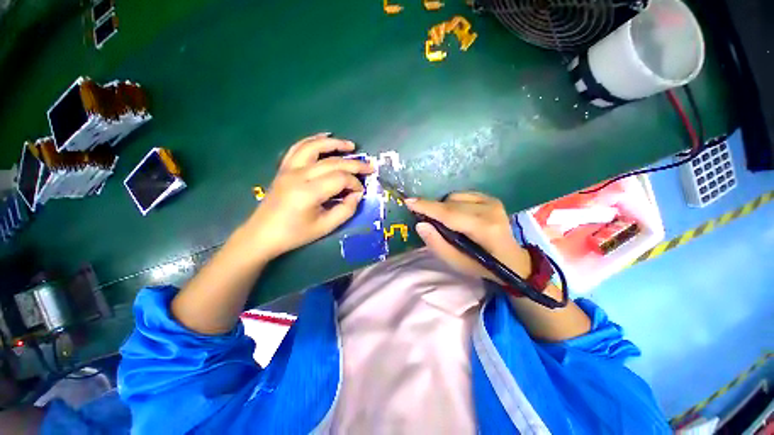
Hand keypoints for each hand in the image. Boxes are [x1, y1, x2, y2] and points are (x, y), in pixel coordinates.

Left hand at [240, 133, 373, 260]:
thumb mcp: (326, 227)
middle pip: (332, 162)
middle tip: (370, 167)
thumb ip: (346, 210)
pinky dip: (313, 140)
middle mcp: (299, 175)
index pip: (340, 178)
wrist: (262, 234)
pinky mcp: (284, 168)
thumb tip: (356, 194)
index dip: (355, 183)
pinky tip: (324, 137)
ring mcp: (289, 169)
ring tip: (351, 145)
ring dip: (334, 144)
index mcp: (309, 192)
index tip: (360, 192)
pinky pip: (298, 147)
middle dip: (355, 164)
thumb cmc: (295, 234)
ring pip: (314, 147)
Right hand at [406, 192, 531, 282]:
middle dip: (433, 209)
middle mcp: (490, 209)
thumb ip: (437, 244)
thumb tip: (420, 224)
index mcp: (484, 228)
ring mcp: (492, 201)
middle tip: (425, 220)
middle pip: (450, 203)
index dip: (427, 207)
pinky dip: (453, 203)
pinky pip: (462, 195)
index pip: (450, 214)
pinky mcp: (491, 198)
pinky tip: (458, 215)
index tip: (408, 202)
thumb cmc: (483, 266)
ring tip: (447, 223)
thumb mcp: (457, 264)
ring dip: (444, 208)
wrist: (513, 259)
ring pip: (454, 197)